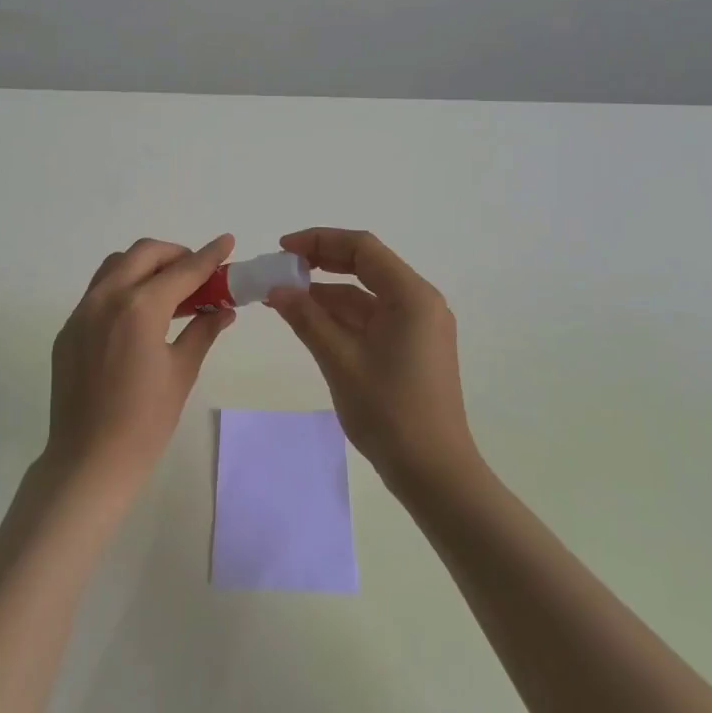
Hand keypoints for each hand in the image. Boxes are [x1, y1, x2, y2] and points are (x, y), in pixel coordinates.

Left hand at [46, 234, 237, 491]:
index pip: (183, 270)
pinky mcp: (69, 329)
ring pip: (116, 266)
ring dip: (145, 266)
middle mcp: (107, 298)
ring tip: (168, 291)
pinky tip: (138, 317)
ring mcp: (82, 312)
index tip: (226, 241)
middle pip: (144, 253)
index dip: (209, 255)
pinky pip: (98, 292)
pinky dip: (123, 288)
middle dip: (175, 255)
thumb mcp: (181, 372)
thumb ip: (202, 331)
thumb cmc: (145, 421)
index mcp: (140, 307)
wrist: (89, 460)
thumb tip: (223, 309)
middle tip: (197, 274)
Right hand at [267, 228, 478, 494]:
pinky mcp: (412, 347)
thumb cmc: (389, 411)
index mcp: (411, 296)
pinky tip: (310, 321)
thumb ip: (306, 318)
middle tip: (281, 268)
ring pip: (367, 294)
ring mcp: (418, 326)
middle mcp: (419, 302)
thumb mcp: (340, 360)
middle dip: (322, 262)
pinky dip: (342, 316)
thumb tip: (277, 289)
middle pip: (366, 266)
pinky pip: (373, 318)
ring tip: (285, 297)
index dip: (319, 241)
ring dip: (328, 292)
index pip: (362, 248)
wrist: (434, 472)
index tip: (283, 249)